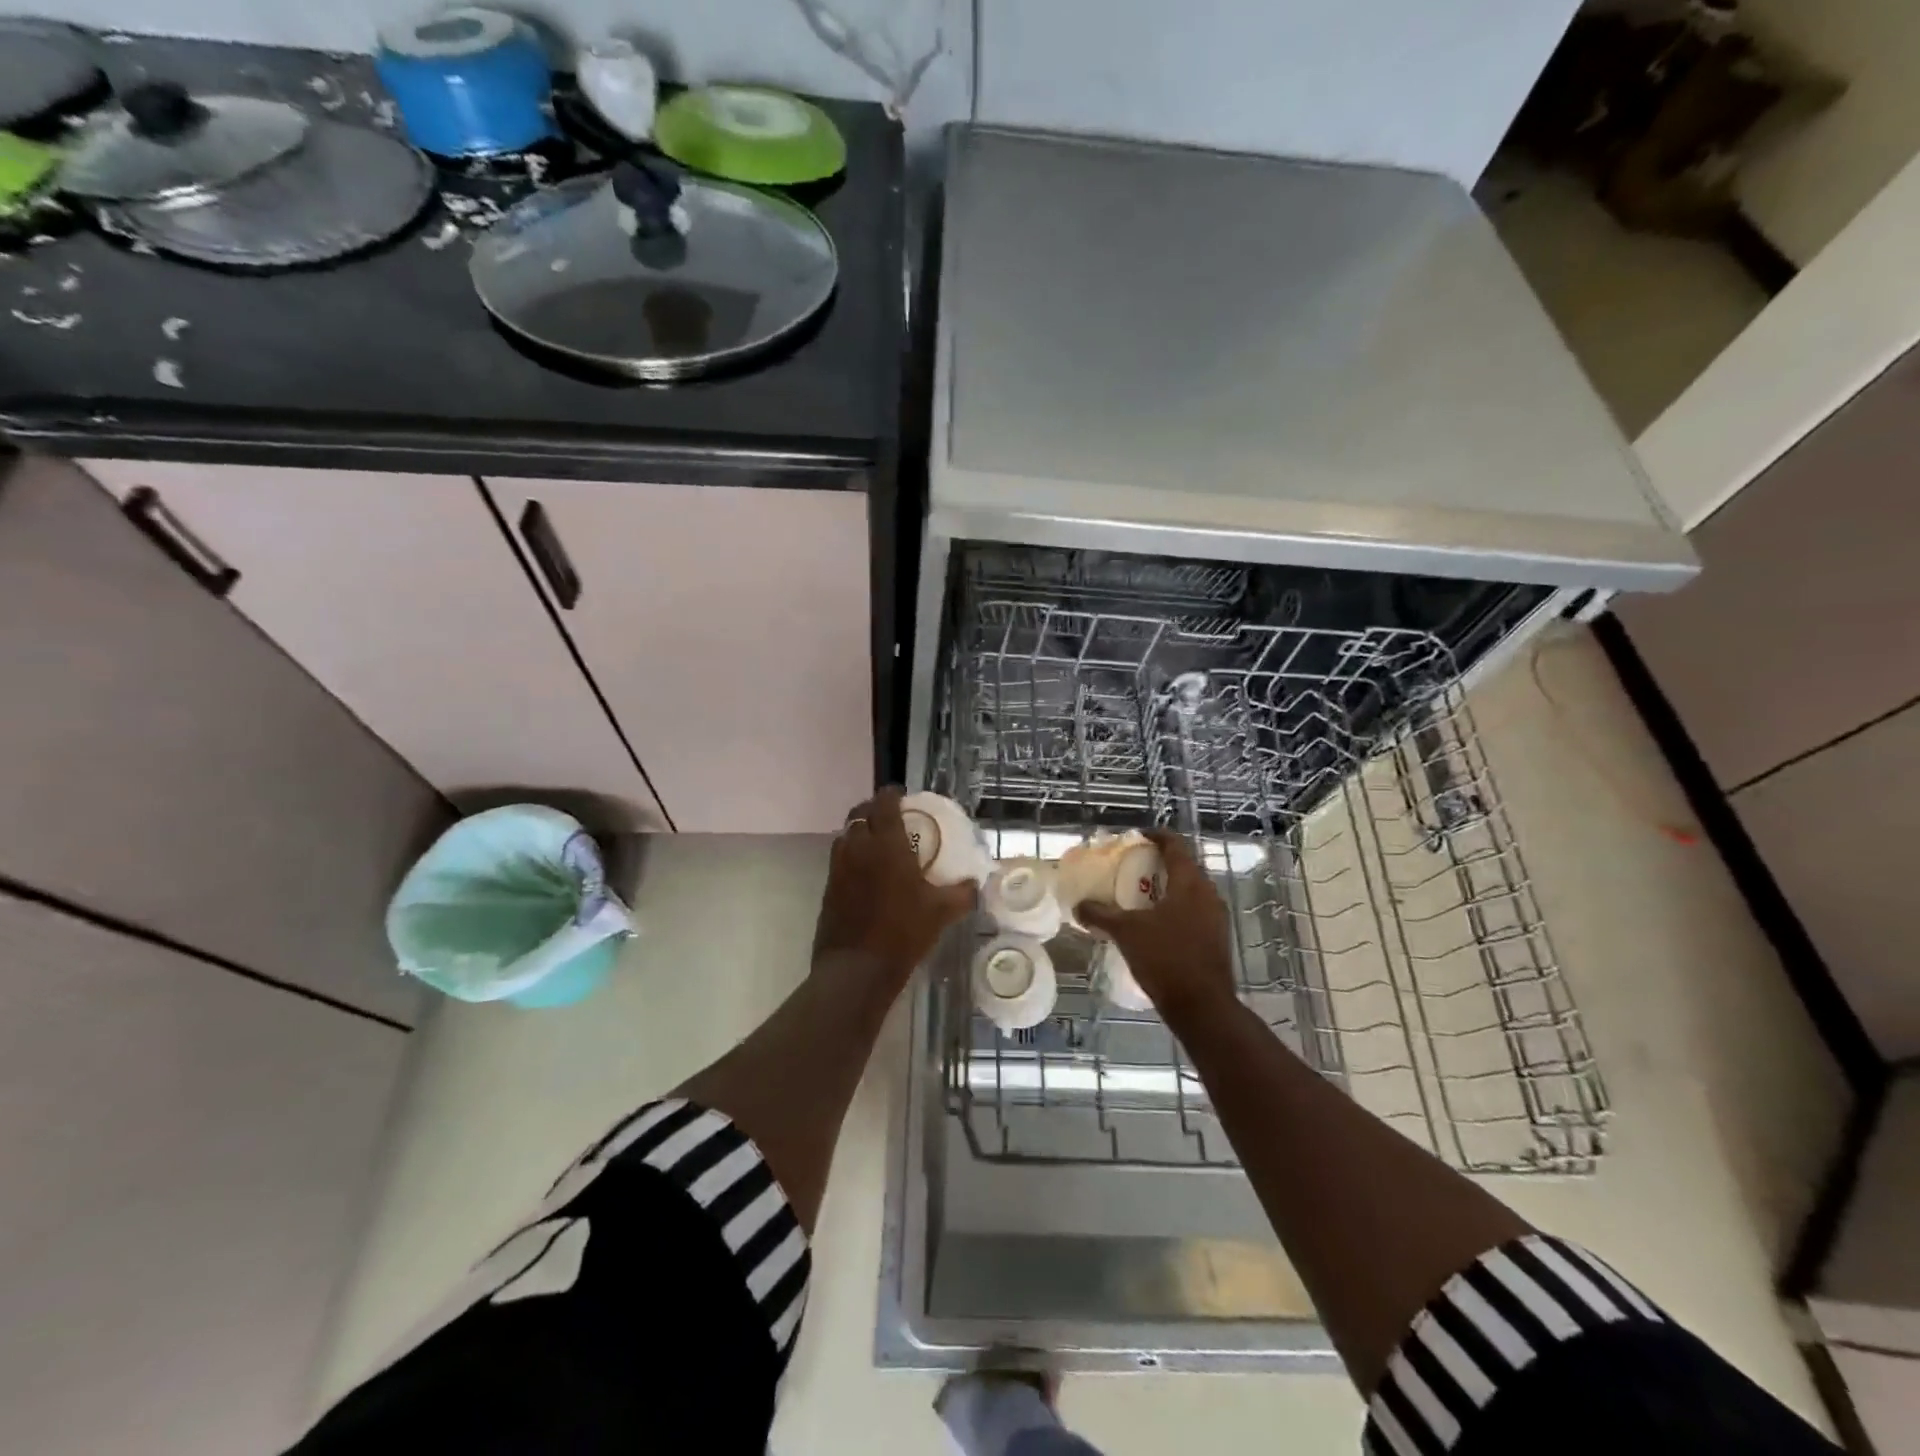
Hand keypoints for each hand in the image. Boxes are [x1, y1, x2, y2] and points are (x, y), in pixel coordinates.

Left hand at [812, 787, 976, 986]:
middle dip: (873, 809)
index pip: (884, 804)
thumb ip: (961, 894)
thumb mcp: (941, 913)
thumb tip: (975, 885)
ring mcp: (839, 867)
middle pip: (859, 813)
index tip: (902, 795)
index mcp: (887, 844)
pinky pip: (839, 859)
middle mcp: (859, 847)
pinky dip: (851, 855)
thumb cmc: (903, 933)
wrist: (856, 968)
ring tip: (877, 843)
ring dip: (860, 831)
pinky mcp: (828, 887)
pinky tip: (866, 873)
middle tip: (890, 817)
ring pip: (846, 835)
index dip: (891, 794)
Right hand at [1075, 829, 1237, 1019]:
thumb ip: (1101, 915)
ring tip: (1140, 896)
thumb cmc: (1165, 959)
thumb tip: (1078, 906)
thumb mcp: (1126, 933)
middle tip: (1132, 867)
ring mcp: (1216, 918)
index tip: (1137, 837)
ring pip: (1190, 891)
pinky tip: (1155, 925)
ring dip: (1167, 888)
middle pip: (1184, 867)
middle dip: (1158, 864)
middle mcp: (1208, 894)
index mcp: (1190, 883)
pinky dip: (1175, 909)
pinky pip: (1194, 912)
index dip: (1156, 836)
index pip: (1175, 846)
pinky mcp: (1217, 939)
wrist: (1202, 1007)